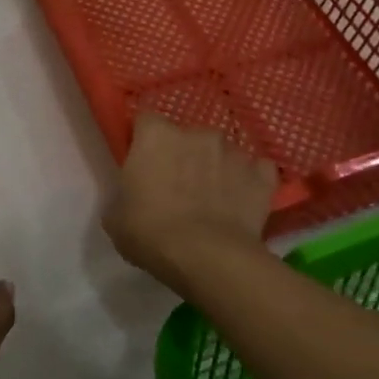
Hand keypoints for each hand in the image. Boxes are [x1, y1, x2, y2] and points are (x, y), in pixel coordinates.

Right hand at [102, 115, 276, 289]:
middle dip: (182, 154)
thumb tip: (135, 194)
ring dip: (215, 167)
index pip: (145, 121)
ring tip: (212, 198)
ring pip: (221, 152)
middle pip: (186, 136)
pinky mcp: (263, 175)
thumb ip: (125, 193)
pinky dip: (248, 181)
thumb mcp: (116, 217)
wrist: (209, 257)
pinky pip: (255, 170)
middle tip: (177, 185)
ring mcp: (234, 151)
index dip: (144, 141)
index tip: (142, 163)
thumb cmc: (151, 233)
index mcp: (156, 136)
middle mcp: (197, 133)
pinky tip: (241, 201)